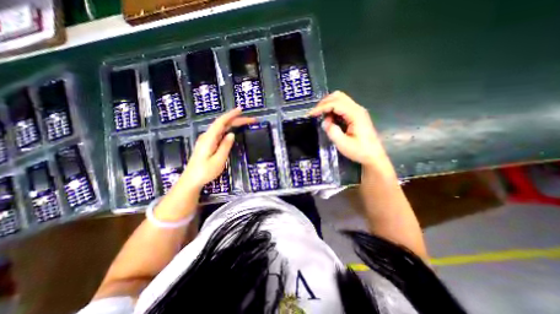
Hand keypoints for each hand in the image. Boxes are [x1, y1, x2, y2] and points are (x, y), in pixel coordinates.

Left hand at [180, 107, 254, 188]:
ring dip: (234, 124)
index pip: (221, 122)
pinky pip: (220, 133)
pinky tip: (234, 129)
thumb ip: (225, 146)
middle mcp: (207, 136)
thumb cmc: (205, 172)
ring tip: (245, 123)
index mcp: (209, 138)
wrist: (191, 180)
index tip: (241, 110)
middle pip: (223, 124)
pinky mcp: (208, 144)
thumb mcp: (218, 160)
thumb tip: (232, 134)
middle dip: (237, 120)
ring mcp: (207, 140)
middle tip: (251, 120)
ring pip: (222, 128)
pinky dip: (229, 129)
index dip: (231, 115)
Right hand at [306, 91, 392, 170]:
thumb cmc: (360, 151)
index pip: (335, 104)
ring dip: (328, 105)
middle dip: (324, 103)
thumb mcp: (343, 144)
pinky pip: (342, 106)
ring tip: (321, 116)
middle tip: (315, 113)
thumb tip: (324, 122)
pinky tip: (329, 119)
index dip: (322, 107)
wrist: (373, 156)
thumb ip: (332, 131)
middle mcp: (357, 109)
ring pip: (340, 99)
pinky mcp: (356, 115)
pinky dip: (333, 109)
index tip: (311, 114)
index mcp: (355, 114)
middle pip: (338, 96)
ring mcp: (357, 111)